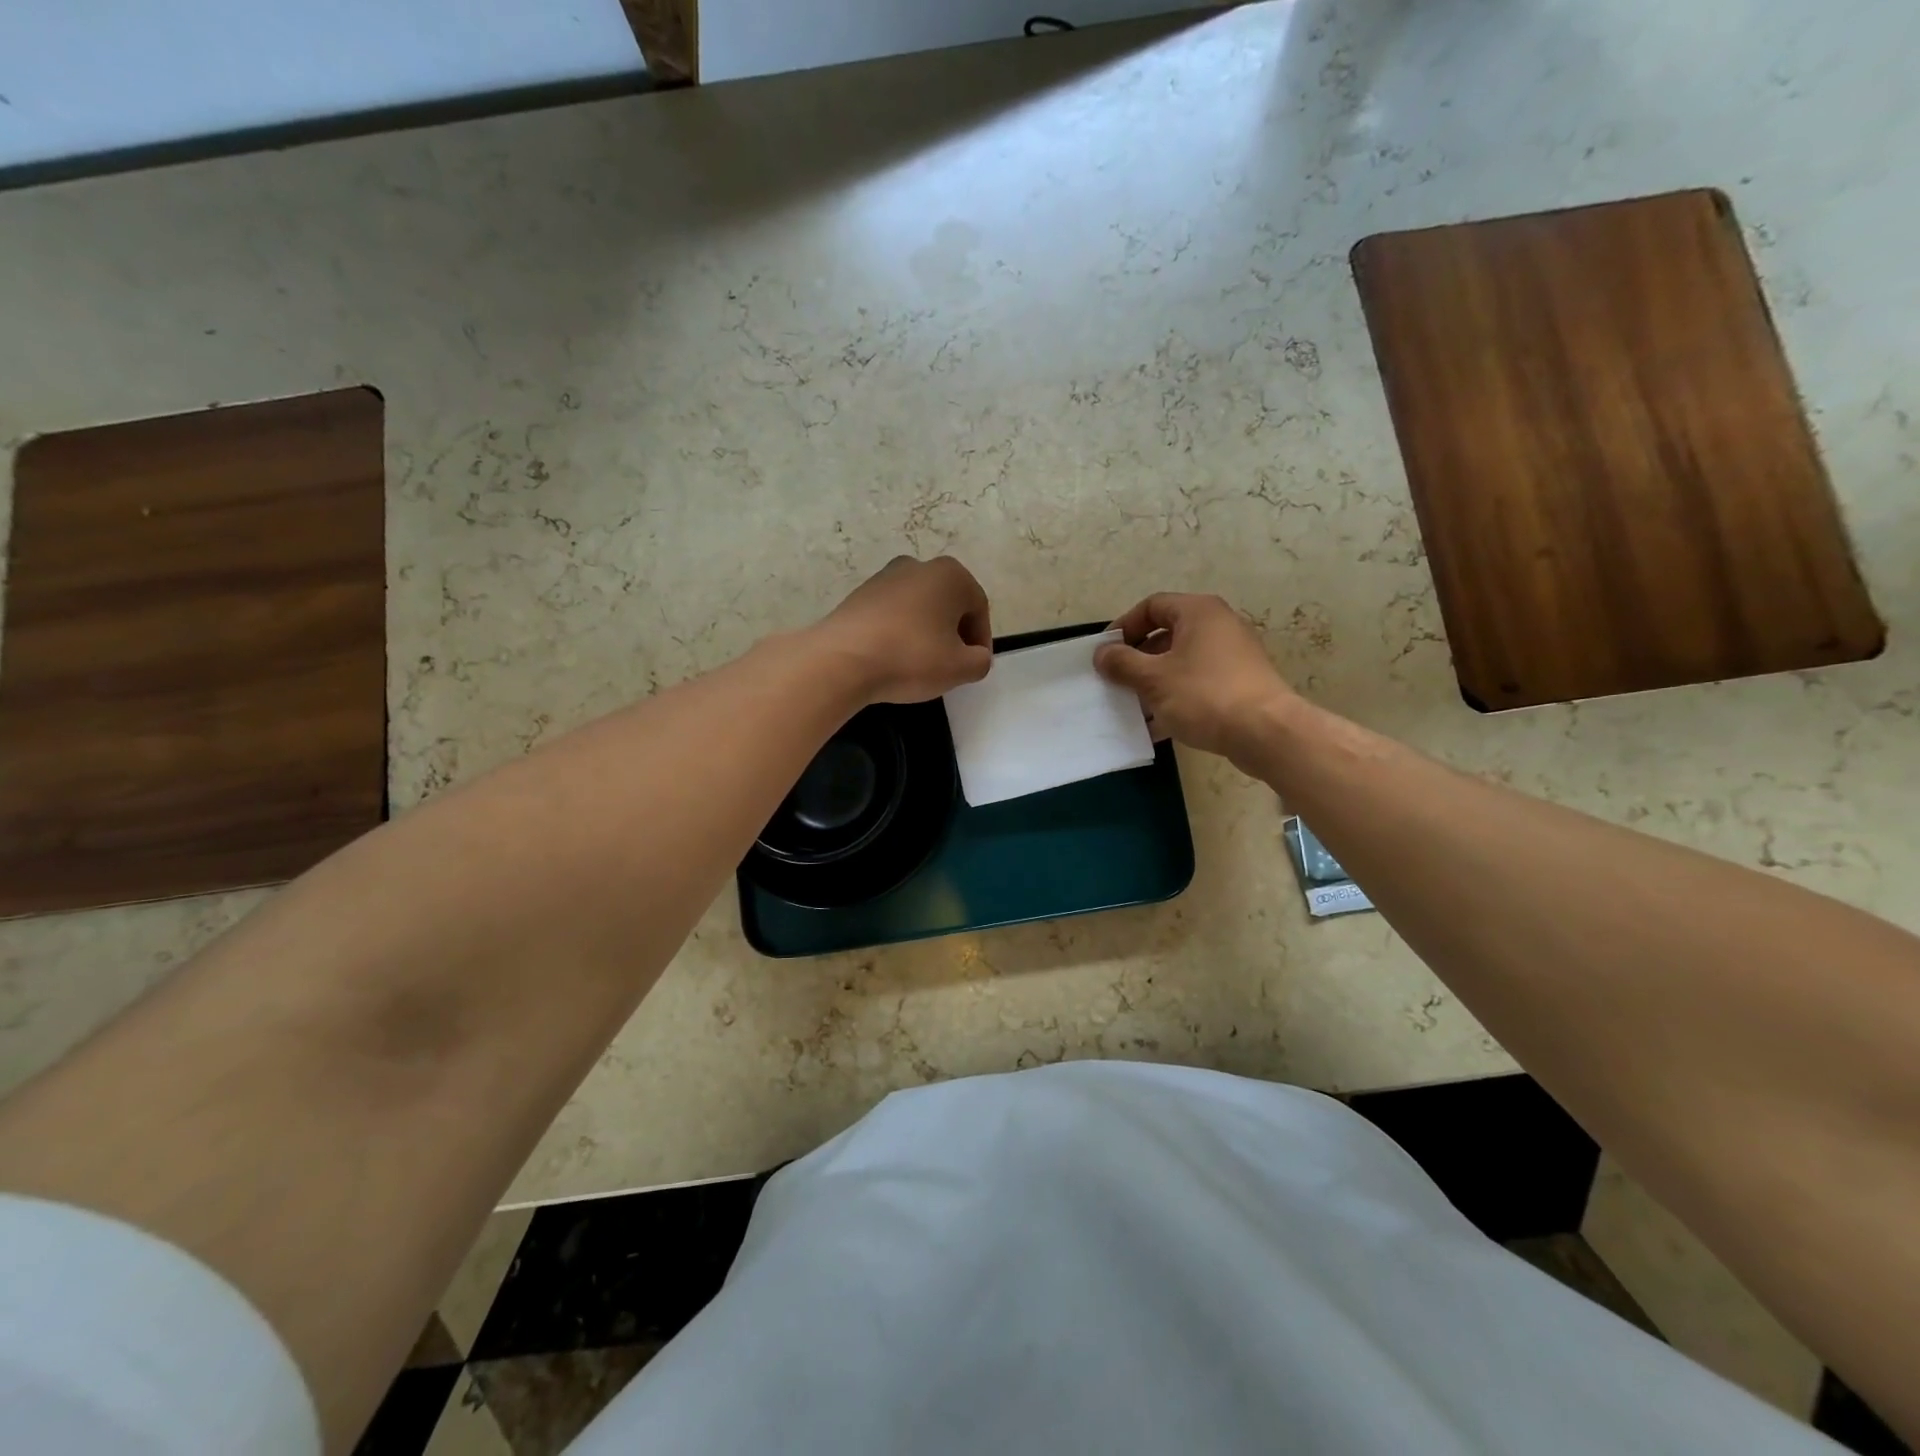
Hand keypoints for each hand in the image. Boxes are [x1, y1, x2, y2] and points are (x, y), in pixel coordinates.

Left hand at [816, 556, 992, 703]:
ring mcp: (885, 577)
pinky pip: (893, 614)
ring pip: (920, 608)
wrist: (841, 660)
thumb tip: (975, 656)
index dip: (981, 641)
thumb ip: (981, 661)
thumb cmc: (911, 657)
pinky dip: (900, 633)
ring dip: (926, 633)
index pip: (978, 609)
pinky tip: (893, 658)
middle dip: (953, 634)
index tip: (973, 667)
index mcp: (950, 575)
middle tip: (950, 666)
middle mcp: (918, 566)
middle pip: (948, 604)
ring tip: (920, 665)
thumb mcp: (960, 668)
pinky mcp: (860, 594)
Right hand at [1094, 593, 1298, 769]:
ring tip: (1134, 706)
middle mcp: (1219, 625)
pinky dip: (1176, 697)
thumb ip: (1122, 663)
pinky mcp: (1240, 683)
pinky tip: (1158, 725)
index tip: (1106, 653)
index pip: (1152, 606)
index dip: (1124, 626)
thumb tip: (1102, 653)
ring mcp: (1233, 655)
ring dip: (1154, 681)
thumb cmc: (1204, 695)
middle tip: (1117, 680)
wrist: (1266, 732)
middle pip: (1167, 634)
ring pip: (1182, 661)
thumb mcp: (1153, 679)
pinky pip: (1198, 682)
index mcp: (1198, 612)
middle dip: (1137, 658)